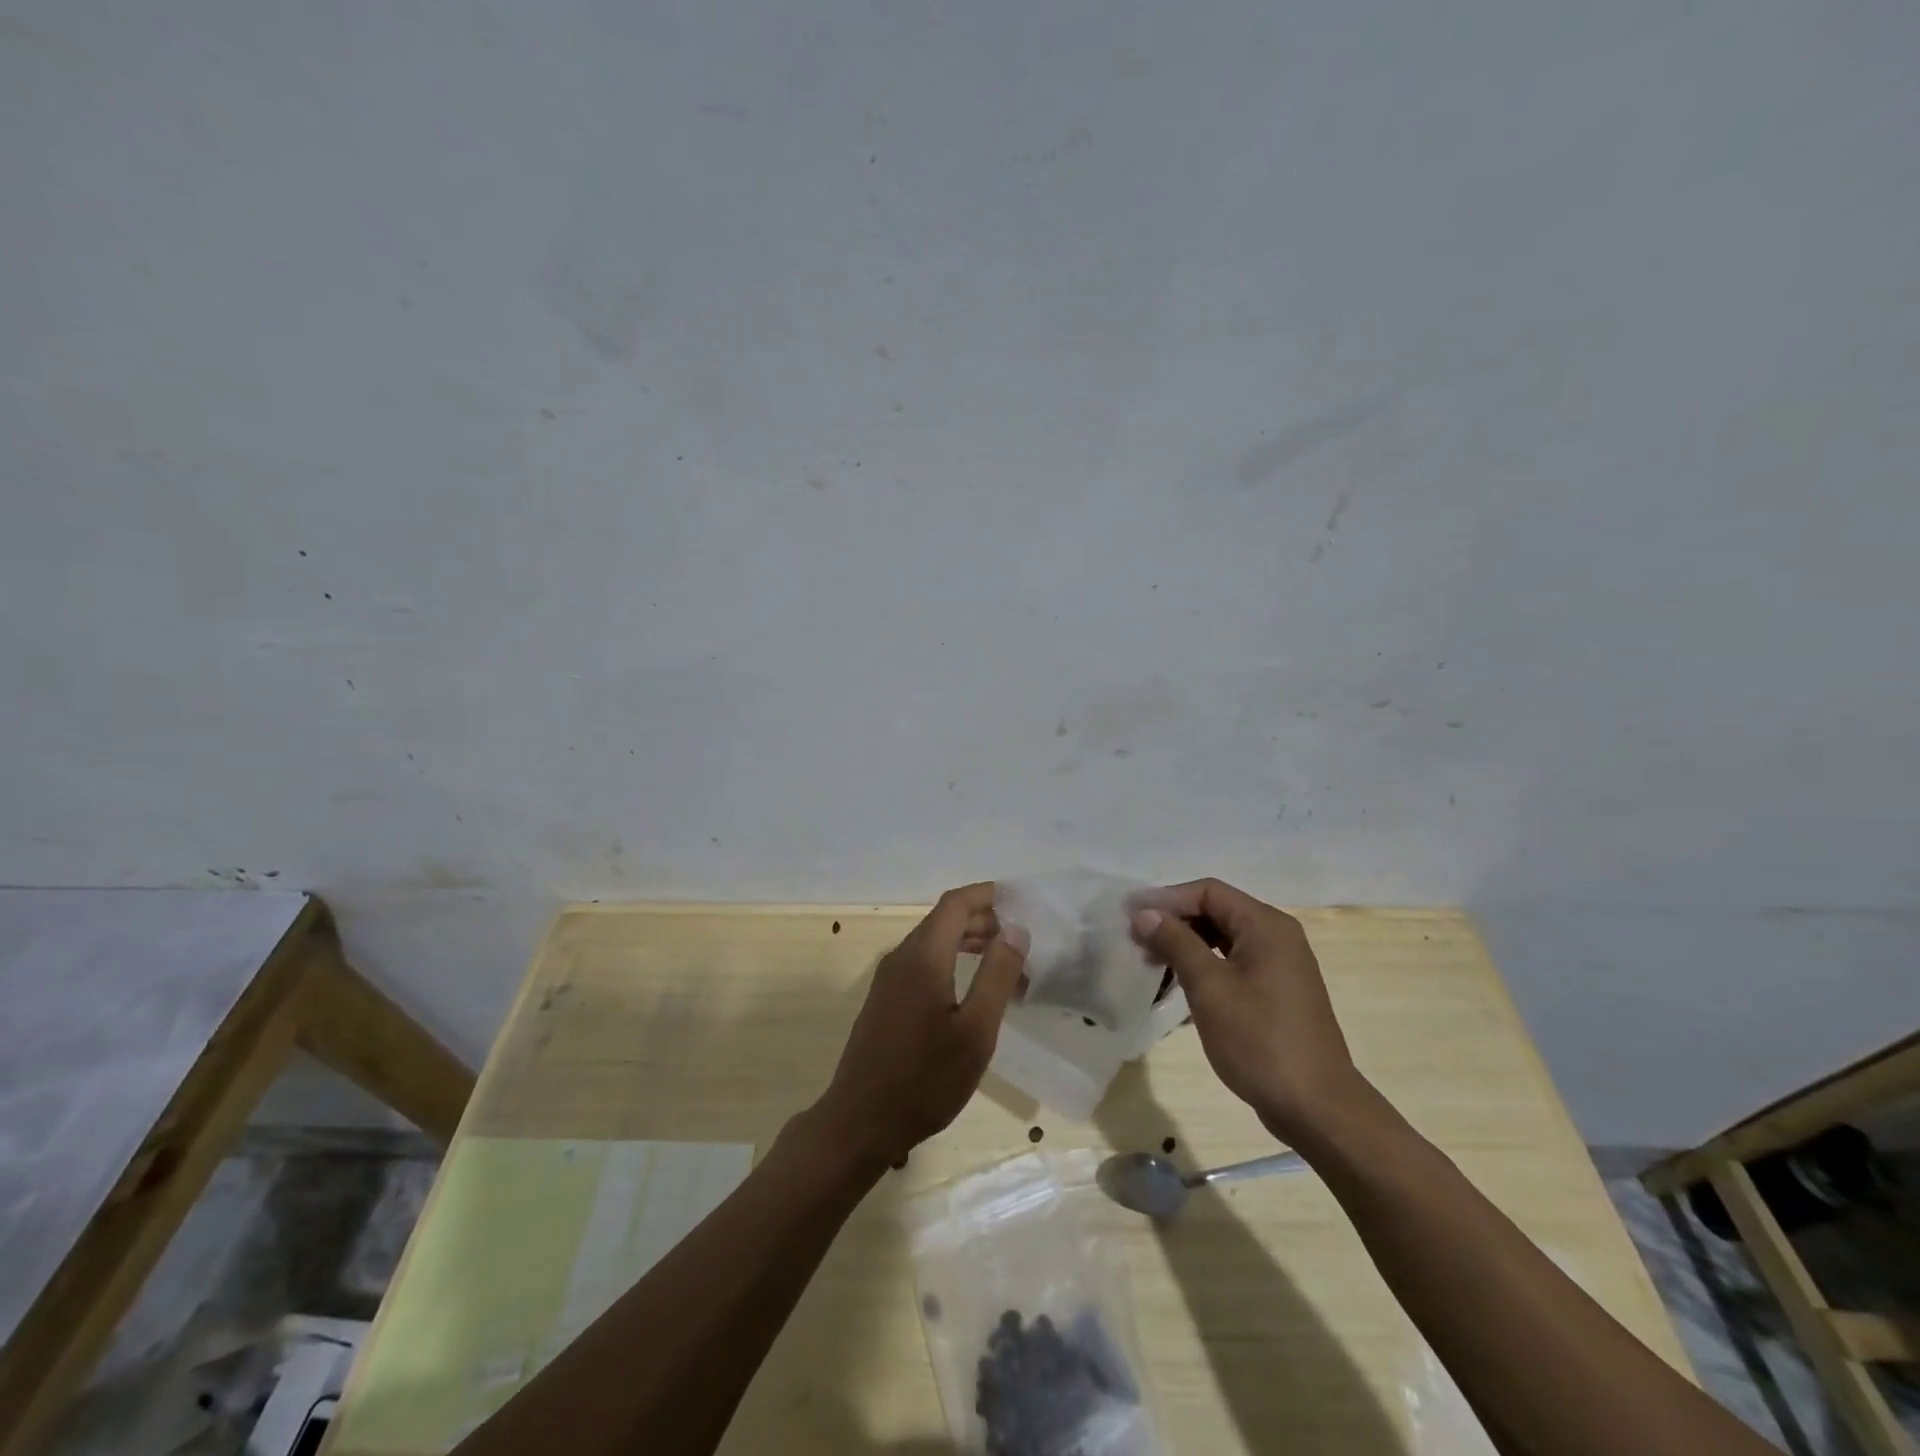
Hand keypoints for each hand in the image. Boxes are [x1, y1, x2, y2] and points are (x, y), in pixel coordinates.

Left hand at [815, 883, 1028, 1165]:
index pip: (956, 903)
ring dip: (970, 943)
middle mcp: (902, 956)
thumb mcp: (975, 1030)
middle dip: (985, 920)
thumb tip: (1016, 929)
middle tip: (1023, 940)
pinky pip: (923, 963)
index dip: (988, 895)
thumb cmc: (925, 1079)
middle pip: (945, 919)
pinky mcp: (885, 999)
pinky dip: (952, 961)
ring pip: (934, 941)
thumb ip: (997, 974)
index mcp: (923, 956)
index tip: (1021, 902)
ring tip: (1006, 965)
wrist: (860, 1122)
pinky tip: (972, 991)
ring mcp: (888, 978)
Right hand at [1129, 879, 1362, 1145]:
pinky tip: (1179, 987)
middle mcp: (1277, 936)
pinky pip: (1234, 963)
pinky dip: (1205, 967)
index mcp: (1265, 925)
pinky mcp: (1277, 992)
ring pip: (1223, 939)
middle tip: (1136, 941)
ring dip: (1186, 946)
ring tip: (1151, 963)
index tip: (1130, 916)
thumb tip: (1145, 913)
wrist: (1316, 1108)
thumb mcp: (1209, 987)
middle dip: (1174, 922)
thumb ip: (1176, 942)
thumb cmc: (1259, 1040)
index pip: (1207, 892)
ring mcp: (1280, 965)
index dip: (1166, 899)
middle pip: (1216, 911)